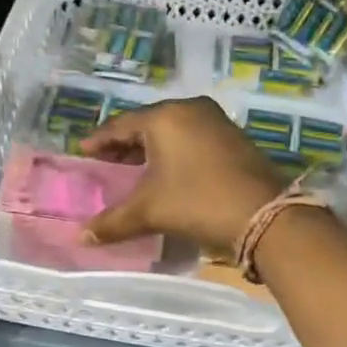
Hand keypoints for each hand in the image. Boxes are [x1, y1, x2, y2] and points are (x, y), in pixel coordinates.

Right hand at [80, 97, 284, 251]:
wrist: (265, 216)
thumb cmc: (197, 202)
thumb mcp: (150, 212)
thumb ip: (112, 222)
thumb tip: (81, 236)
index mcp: (165, 117)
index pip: (120, 125)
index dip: (98, 141)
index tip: (82, 153)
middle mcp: (190, 109)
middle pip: (147, 124)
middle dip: (125, 145)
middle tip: (106, 163)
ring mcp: (216, 121)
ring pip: (172, 131)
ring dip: (151, 149)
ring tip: (133, 170)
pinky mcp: (234, 138)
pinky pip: (192, 138)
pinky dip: (174, 152)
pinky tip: (167, 172)